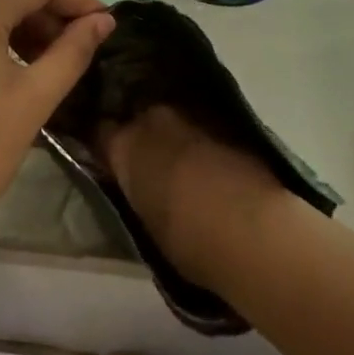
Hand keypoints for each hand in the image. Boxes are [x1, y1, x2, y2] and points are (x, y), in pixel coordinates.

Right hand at [102, 106, 288, 287]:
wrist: (254, 228)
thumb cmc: (188, 240)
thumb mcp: (146, 221)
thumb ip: (136, 191)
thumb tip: (139, 184)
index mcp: (124, 145)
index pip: (99, 133)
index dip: (104, 145)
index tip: (106, 158)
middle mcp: (153, 118)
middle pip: (138, 117)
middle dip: (140, 133)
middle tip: (146, 159)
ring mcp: (191, 114)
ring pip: (172, 119)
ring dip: (172, 135)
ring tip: (179, 159)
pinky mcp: (226, 120)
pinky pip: (201, 125)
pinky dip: (200, 138)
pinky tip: (208, 159)